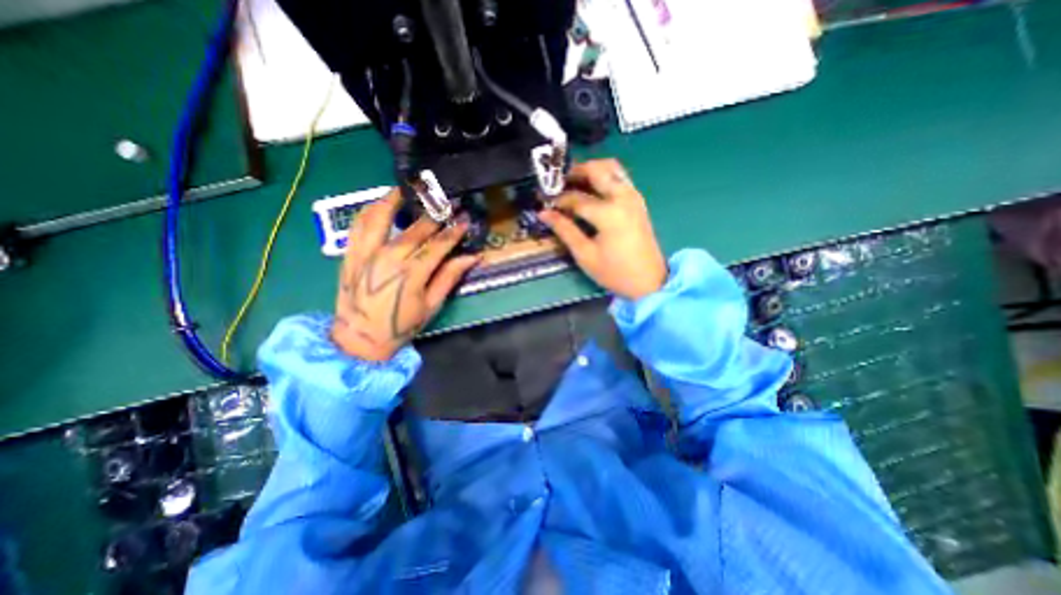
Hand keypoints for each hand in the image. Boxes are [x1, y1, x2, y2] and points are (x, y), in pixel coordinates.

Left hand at [332, 190, 477, 359]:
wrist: (359, 339)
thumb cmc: (401, 325)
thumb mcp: (431, 305)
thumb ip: (449, 278)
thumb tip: (472, 257)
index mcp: (412, 274)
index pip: (438, 245)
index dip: (454, 231)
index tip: (465, 219)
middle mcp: (388, 258)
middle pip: (415, 229)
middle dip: (434, 214)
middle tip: (445, 200)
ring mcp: (366, 253)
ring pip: (380, 218)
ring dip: (395, 200)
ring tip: (408, 189)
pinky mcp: (350, 254)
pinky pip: (357, 226)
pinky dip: (368, 211)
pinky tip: (378, 203)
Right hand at [543, 158, 664, 298]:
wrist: (649, 281)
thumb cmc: (615, 272)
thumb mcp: (585, 255)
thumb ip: (565, 230)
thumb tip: (544, 214)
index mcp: (609, 213)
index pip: (576, 198)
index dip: (558, 200)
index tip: (544, 202)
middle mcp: (623, 197)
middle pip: (597, 169)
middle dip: (574, 171)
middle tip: (558, 183)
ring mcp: (633, 196)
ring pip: (611, 168)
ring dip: (591, 170)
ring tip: (573, 183)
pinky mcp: (638, 201)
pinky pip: (620, 177)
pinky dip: (603, 177)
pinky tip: (592, 190)